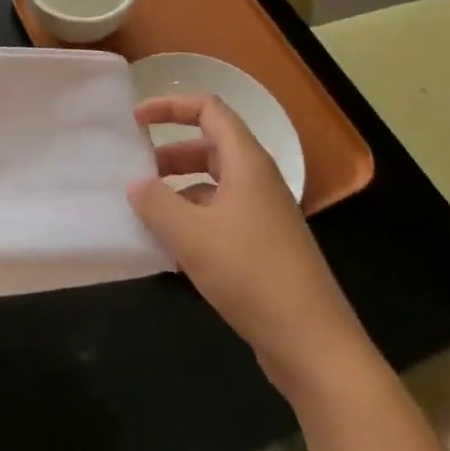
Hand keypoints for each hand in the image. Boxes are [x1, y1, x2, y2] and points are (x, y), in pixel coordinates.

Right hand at [129, 96, 374, 397]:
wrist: (313, 344)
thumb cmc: (251, 275)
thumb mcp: (192, 236)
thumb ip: (156, 203)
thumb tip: (136, 185)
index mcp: (246, 162)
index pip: (208, 109)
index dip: (170, 106)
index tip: (136, 121)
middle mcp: (257, 179)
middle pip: (209, 147)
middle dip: (170, 154)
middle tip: (137, 173)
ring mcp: (263, 214)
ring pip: (213, 185)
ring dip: (179, 192)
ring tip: (146, 215)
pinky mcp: (264, 246)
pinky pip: (221, 217)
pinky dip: (193, 222)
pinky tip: (171, 251)